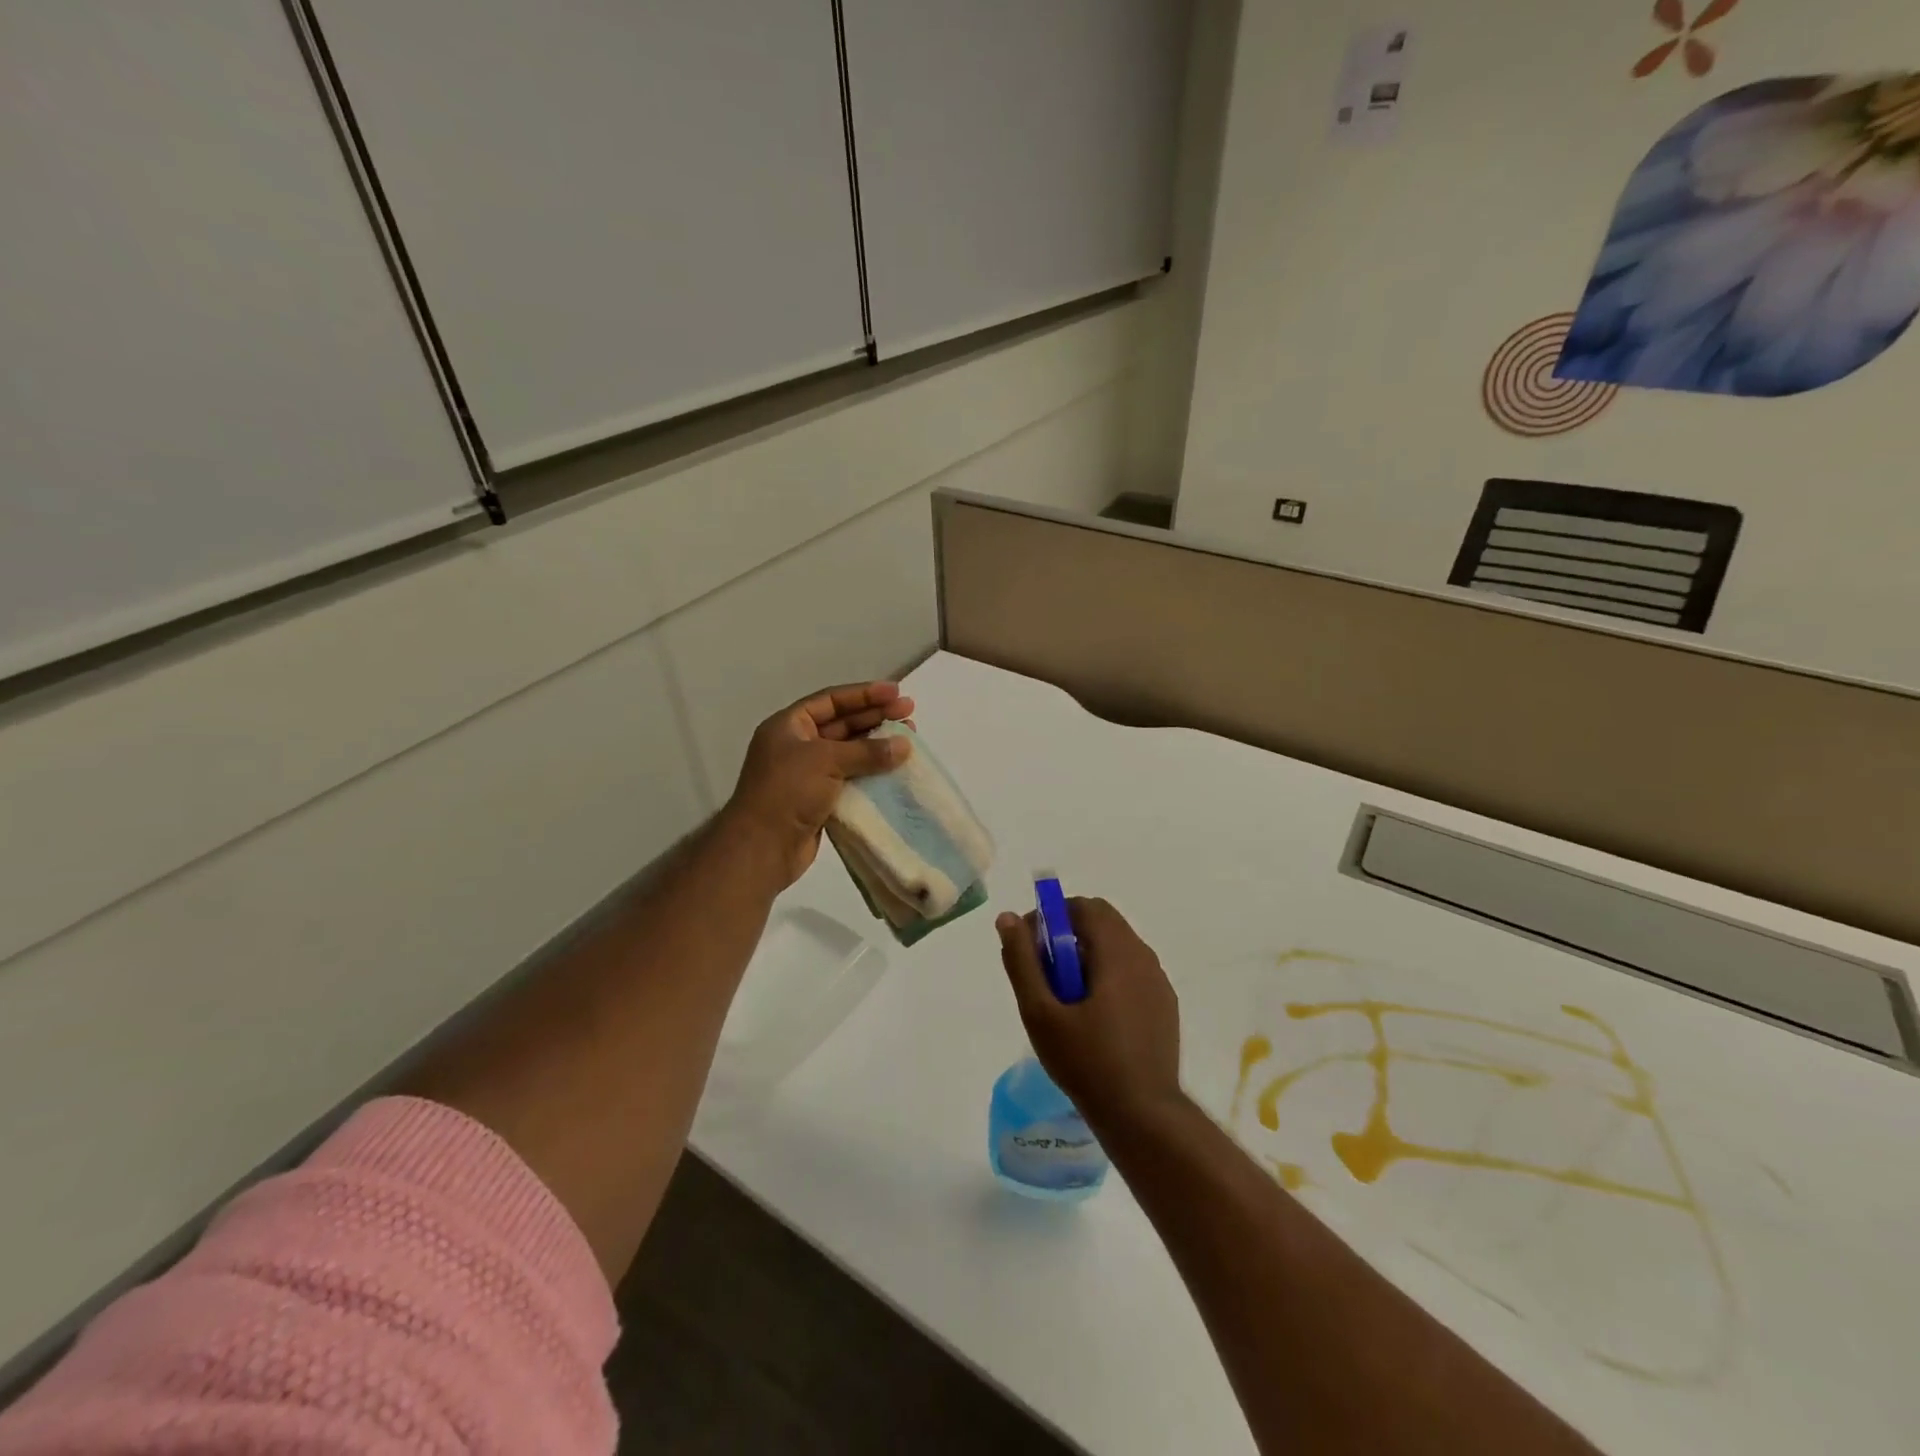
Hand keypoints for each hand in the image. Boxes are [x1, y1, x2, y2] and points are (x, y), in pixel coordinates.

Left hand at [723, 682, 914, 886]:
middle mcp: (797, 745)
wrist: (763, 847)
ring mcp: (808, 774)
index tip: (896, 692)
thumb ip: (867, 751)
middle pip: (842, 724)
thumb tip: (904, 745)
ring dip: (878, 745)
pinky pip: (851, 778)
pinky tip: (895, 770)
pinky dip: (872, 773)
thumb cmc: (788, 792)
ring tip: (909, 739)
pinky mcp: (819, 799)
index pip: (831, 700)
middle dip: (876, 717)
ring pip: (850, 752)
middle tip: (910, 714)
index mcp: (789, 726)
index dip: (865, 694)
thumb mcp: (826, 761)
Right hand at [995, 897, 1183, 1132]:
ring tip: (1066, 999)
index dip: (1053, 916)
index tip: (1031, 945)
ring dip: (1088, 956)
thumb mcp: (1040, 1013)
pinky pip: (1132, 973)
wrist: (1143, 1115)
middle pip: (1103, 924)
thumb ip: (1022, 961)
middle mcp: (1144, 957)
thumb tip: (1008, 918)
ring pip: (1118, 948)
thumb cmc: (1087, 1062)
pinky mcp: (1165, 1006)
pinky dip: (1109, 977)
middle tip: (1045, 974)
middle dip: (1069, 936)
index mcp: (1118, 952)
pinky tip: (1094, 1018)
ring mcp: (1159, 982)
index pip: (1085, 907)